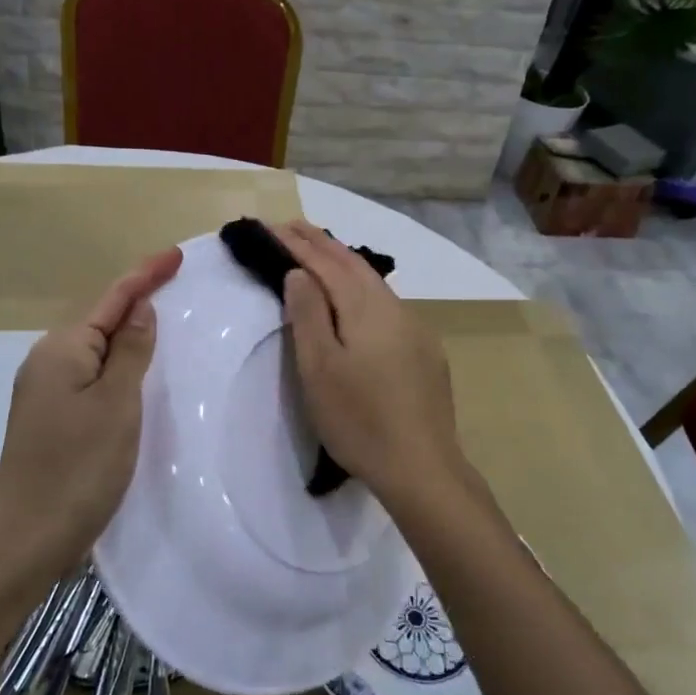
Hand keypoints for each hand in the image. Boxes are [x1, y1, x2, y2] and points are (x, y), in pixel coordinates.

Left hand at [0, 247, 182, 589]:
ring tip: (164, 323)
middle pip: (101, 320)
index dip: (145, 275)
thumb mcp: (116, 404)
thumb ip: (131, 351)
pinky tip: (136, 374)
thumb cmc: (78, 468)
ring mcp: (46, 391)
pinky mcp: (51, 418)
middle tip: (177, 286)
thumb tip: (140, 309)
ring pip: (97, 350)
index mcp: (62, 349)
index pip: (113, 299)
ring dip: (129, 335)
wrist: (26, 540)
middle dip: (137, 301)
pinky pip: (92, 376)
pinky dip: (118, 366)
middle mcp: (48, 361)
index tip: (176, 255)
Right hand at [273, 221, 468, 511]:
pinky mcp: (425, 352)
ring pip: (374, 284)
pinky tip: (358, 300)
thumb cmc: (359, 420)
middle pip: (354, 266)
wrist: (422, 467)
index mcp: (366, 308)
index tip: (271, 226)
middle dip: (321, 243)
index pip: (326, 264)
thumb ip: (308, 315)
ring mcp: (415, 330)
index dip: (297, 244)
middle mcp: (395, 308)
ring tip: (320, 253)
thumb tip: (299, 273)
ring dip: (343, 264)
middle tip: (292, 227)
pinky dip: (362, 289)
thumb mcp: (319, 368)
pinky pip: (386, 305)